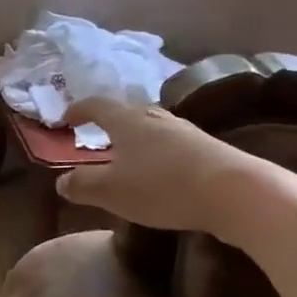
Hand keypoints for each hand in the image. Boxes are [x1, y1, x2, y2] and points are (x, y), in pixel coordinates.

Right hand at [54, 95, 257, 232]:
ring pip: (152, 129)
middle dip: (110, 124)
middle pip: (127, 113)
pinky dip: (158, 155)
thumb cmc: (162, 186)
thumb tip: (62, 181)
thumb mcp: (111, 191)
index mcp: (127, 121)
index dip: (79, 110)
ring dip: (136, 140)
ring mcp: (185, 131)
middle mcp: (155, 117)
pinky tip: (161, 174)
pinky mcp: (207, 149)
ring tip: (128, 159)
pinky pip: (173, 146)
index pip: (97, 105)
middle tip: (97, 138)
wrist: (234, 191)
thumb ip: (83, 185)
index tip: (66, 119)